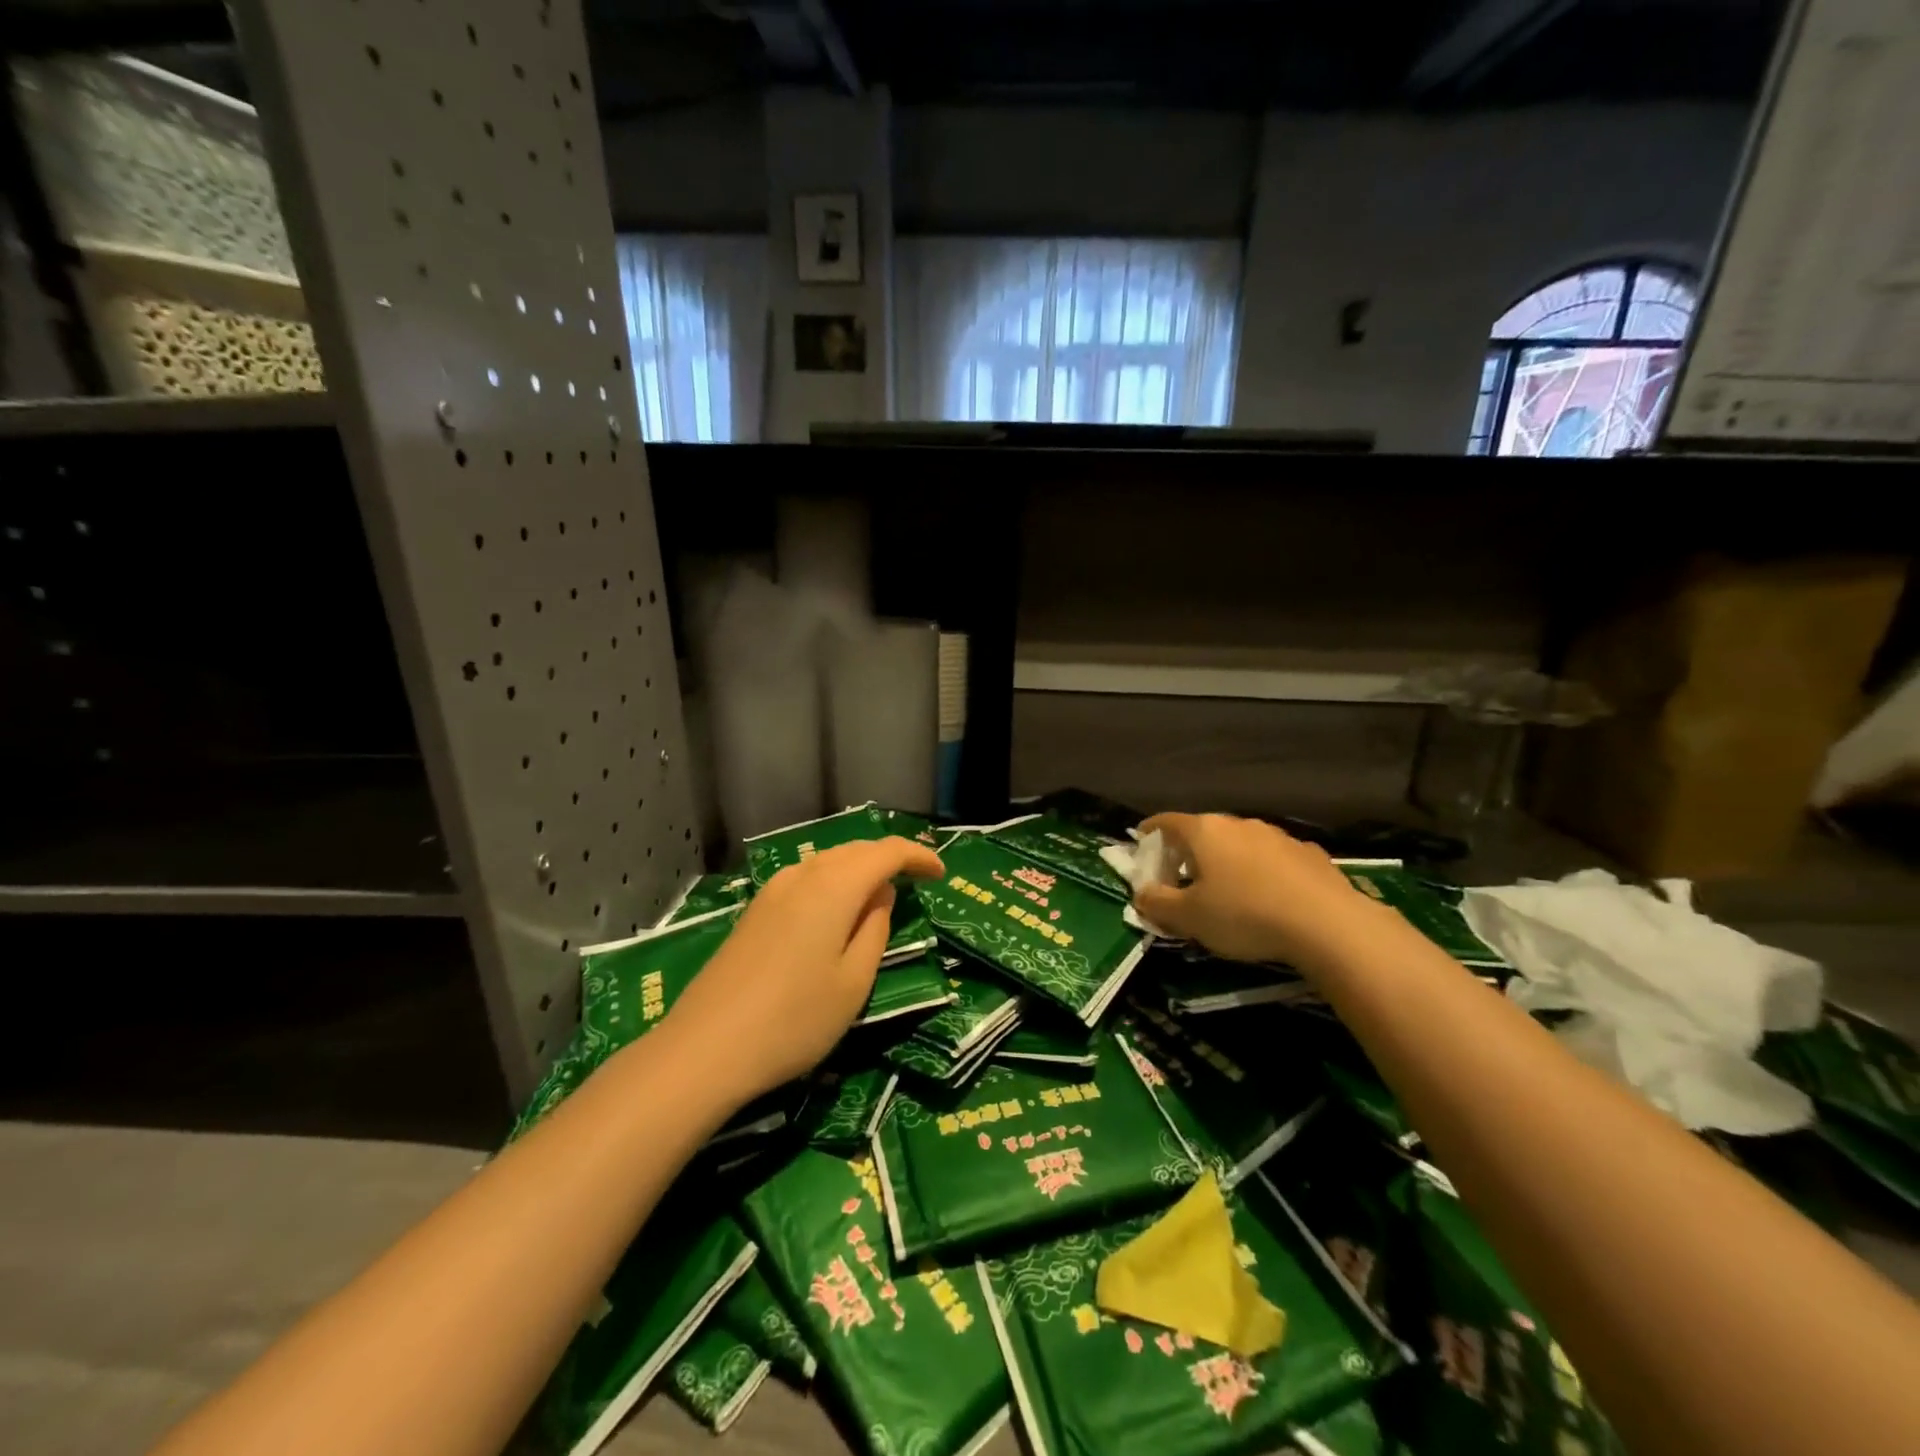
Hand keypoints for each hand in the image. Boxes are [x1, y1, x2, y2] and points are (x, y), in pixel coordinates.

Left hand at [659, 836, 943, 1103]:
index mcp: (834, 886)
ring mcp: (773, 890)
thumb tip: (880, 894)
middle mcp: (803, 875)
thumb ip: (874, 929)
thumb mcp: (854, 982)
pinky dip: (832, 882)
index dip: (918, 856)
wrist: (705, 1049)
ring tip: (879, 893)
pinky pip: (806, 878)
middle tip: (916, 879)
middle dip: (889, 858)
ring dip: (859, 868)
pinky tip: (835, 909)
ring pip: (828, 861)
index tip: (941, 874)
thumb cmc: (794, 1019)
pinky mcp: (755, 911)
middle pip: (855, 850)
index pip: (887, 852)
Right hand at [1134, 812, 1376, 969]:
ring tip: (1226, 889)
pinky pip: (1273, 859)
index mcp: (1204, 831)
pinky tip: (1269, 897)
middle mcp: (1239, 824)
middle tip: (1181, 876)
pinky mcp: (1309, 854)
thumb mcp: (1189, 918)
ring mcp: (1277, 836)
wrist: (1328, 924)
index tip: (1141, 842)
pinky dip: (1262, 871)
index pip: (1166, 822)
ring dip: (1227, 861)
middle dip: (1188, 851)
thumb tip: (1140, 894)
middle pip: (1203, 831)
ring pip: (1240, 844)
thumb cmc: (1244, 915)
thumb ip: (1157, 904)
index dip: (1149, 832)